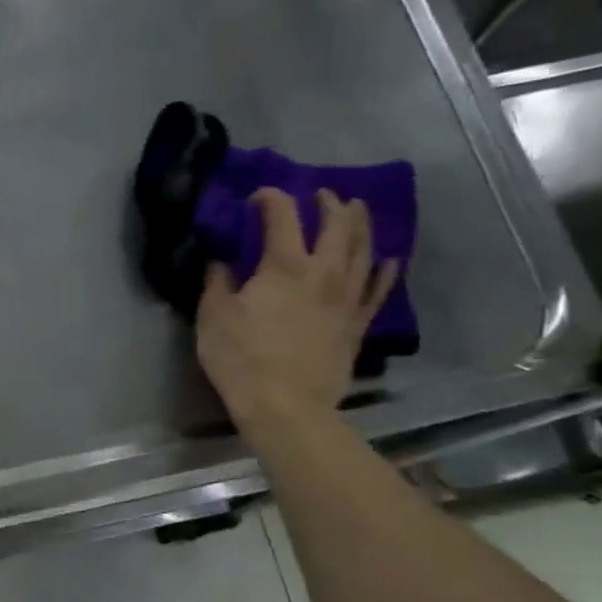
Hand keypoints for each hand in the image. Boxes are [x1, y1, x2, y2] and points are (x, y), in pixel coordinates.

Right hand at [196, 188, 397, 432]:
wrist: (286, 407)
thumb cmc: (241, 360)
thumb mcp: (213, 318)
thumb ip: (217, 282)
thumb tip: (221, 261)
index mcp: (284, 265)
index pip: (281, 215)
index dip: (270, 198)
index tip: (256, 197)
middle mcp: (324, 272)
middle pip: (335, 224)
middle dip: (327, 203)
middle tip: (320, 195)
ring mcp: (347, 297)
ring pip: (363, 249)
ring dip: (360, 224)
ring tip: (356, 211)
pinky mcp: (357, 323)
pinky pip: (378, 289)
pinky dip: (384, 270)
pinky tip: (388, 259)